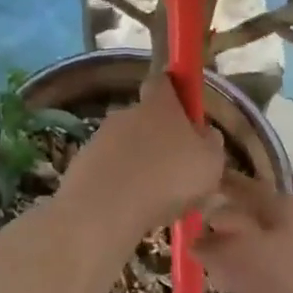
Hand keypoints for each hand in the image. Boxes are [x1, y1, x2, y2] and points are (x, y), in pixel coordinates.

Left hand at [61, 73, 224, 231]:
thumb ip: (210, 144)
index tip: (186, 110)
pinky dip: (119, 185)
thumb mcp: (211, 163)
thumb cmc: (168, 178)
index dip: (175, 91)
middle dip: (159, 138)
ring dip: (138, 165)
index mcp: (159, 105)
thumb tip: (205, 135)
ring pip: (126, 147)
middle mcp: (126, 113)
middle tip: (176, 170)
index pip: (164, 82)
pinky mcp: (81, 165)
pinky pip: (109, 171)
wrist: (104, 208)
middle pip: (145, 119)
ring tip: (156, 200)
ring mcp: (100, 138)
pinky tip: (131, 210)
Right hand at [195, 174, 292, 292]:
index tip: (193, 194)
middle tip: (200, 249)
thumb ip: (214, 247)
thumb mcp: (242, 260)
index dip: (217, 189)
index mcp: (286, 207)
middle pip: (259, 227)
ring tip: (220, 290)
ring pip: (274, 263)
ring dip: (247, 274)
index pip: (244, 188)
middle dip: (229, 237)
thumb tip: (198, 240)